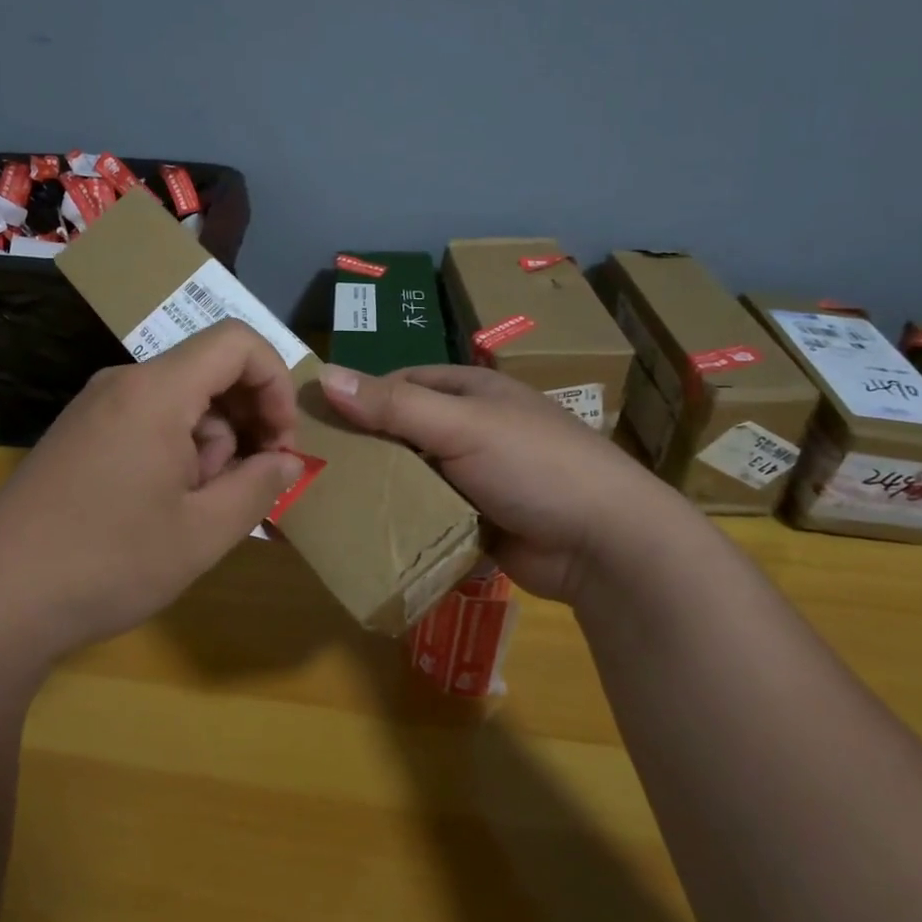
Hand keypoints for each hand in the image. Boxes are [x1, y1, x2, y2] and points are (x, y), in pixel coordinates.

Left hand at [0, 321, 305, 663]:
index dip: (275, 381)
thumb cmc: (108, 563)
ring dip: (207, 446)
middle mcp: (123, 383)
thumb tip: (289, 461)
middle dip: (243, 423)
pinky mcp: (78, 435)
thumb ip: (260, 487)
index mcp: (156, 390)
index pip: (237, 342)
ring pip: (179, 403)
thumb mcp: (203, 533)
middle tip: (245, 486)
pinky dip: (174, 452)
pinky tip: (161, 509)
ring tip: (193, 512)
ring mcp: (94, 408)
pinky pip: (146, 422)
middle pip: (209, 372)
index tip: (281, 442)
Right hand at [317, 362, 698, 603]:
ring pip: (414, 477)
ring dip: (382, 491)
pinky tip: (368, 537)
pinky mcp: (480, 520)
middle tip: (314, 471)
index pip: (400, 384)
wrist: (608, 545)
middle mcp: (472, 428)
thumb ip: (394, 406)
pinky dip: (405, 524)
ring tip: (329, 508)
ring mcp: (477, 477)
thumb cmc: (535, 466)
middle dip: (365, 451)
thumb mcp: (462, 426)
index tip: (315, 424)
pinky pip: (430, 516)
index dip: (359, 399)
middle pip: (403, 433)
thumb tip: (324, 376)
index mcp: (471, 391)